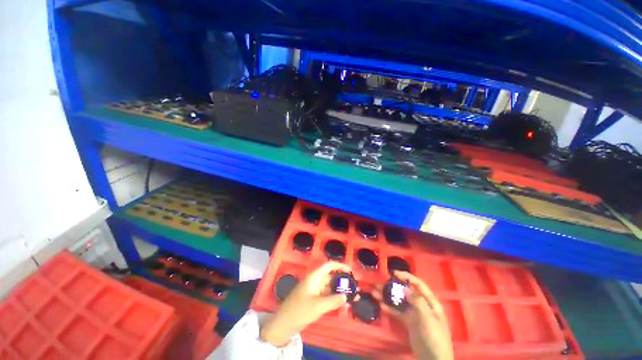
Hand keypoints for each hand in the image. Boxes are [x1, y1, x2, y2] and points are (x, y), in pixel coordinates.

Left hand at [260, 262, 352, 346]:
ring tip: (353, 298)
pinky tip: (343, 304)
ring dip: (340, 291)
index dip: (340, 266)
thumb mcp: (318, 306)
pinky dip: (334, 298)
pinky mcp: (313, 299)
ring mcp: (314, 290)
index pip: (329, 266)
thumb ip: (333, 300)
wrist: (283, 324)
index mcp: (314, 277)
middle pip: (331, 277)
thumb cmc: (300, 310)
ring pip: (330, 287)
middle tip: (355, 288)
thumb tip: (346, 296)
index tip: (351, 271)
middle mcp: (315, 281)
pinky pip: (326, 296)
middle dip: (343, 282)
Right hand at [375, 271, 453, 359]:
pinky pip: (397, 312)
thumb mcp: (428, 318)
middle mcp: (421, 305)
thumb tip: (404, 288)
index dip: (407, 276)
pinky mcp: (408, 323)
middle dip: (393, 286)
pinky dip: (389, 308)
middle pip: (406, 291)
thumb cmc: (434, 336)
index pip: (418, 284)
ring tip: (375, 292)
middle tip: (380, 282)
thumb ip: (417, 302)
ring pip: (399, 301)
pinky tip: (381, 305)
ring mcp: (414, 314)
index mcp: (429, 302)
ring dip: (388, 296)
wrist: (433, 359)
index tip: (394, 273)